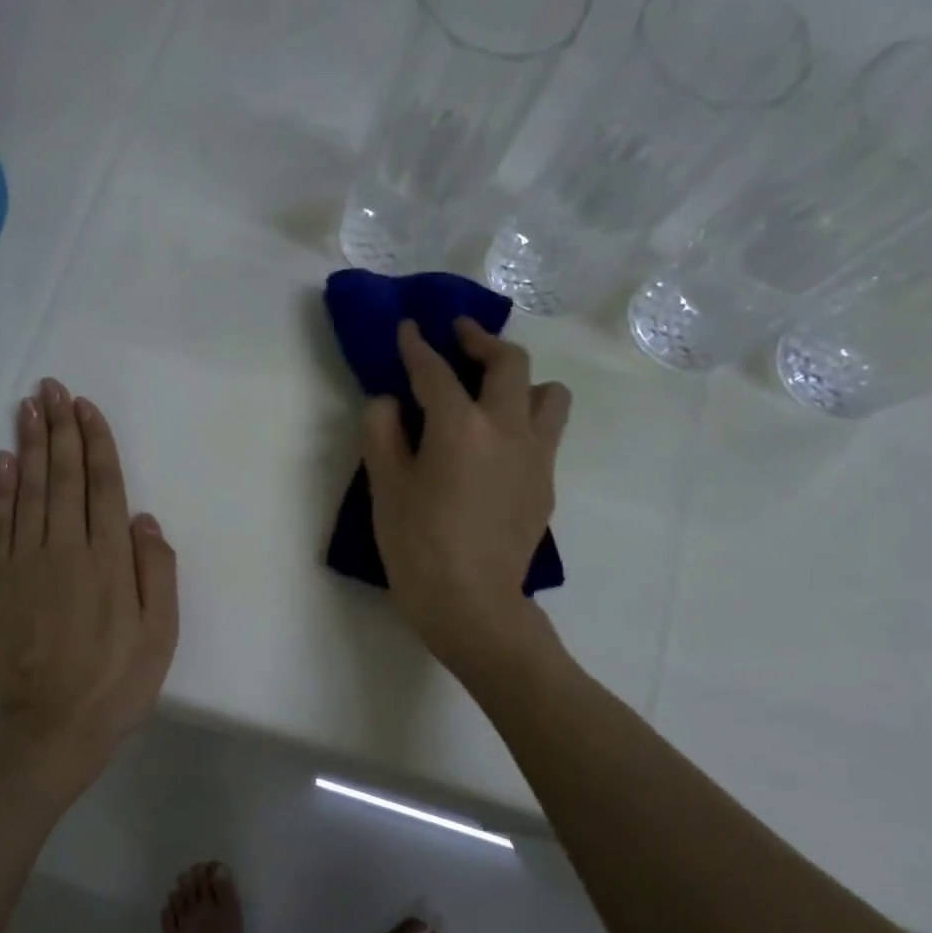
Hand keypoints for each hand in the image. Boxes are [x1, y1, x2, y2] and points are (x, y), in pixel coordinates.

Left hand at [0, 380, 179, 802]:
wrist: (51, 725)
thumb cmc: (117, 682)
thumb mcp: (161, 635)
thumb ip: (157, 573)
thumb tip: (145, 520)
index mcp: (109, 560)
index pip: (102, 486)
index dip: (95, 444)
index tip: (85, 407)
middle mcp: (66, 549)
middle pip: (62, 477)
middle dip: (59, 429)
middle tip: (52, 387)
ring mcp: (26, 562)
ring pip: (29, 491)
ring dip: (29, 445)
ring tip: (27, 407)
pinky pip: (0, 524)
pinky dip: (0, 489)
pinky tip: (1, 460)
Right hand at [361, 320, 571, 671]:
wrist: (473, 605)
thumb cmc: (418, 547)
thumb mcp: (384, 489)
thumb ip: (382, 433)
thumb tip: (390, 403)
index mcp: (459, 427)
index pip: (436, 371)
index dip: (417, 346)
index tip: (409, 327)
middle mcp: (507, 428)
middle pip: (510, 363)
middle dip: (481, 340)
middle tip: (459, 336)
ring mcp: (535, 455)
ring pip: (549, 393)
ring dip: (522, 380)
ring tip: (494, 391)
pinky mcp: (547, 482)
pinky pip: (546, 432)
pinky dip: (524, 419)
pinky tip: (496, 443)